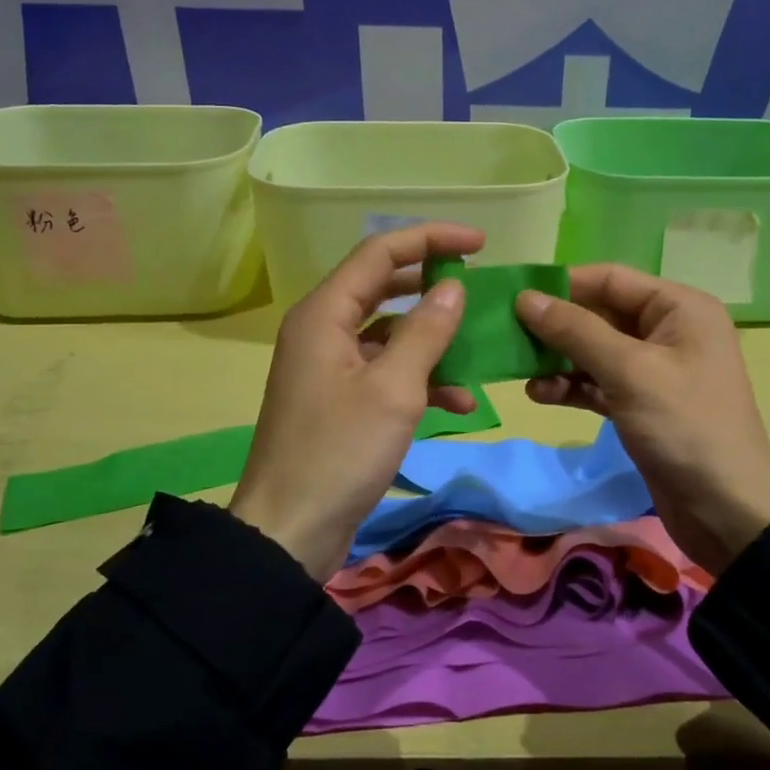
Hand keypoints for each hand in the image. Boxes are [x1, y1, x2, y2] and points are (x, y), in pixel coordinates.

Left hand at [230, 223, 483, 580]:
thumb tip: (452, 286)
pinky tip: (460, 401)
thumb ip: (426, 331)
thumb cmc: (340, 453)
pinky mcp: (340, 401)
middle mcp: (322, 331)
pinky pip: (385, 372)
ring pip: (389, 333)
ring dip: (432, 339)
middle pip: (383, 286)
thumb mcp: (394, 389)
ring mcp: (330, 367)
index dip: (430, 238)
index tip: (480, 244)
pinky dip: (420, 379)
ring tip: (477, 351)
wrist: (290, 531)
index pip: (380, 253)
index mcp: (324, 314)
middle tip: (478, 287)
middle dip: (432, 285)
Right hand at [515, 265, 769, 574]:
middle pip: (600, 314)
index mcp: (679, 308)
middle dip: (556, 326)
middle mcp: (668, 331)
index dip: (563, 284)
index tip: (514, 295)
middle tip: (507, 335)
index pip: (611, 279)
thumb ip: (576, 331)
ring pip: (595, 351)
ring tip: (519, 371)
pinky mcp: (641, 405)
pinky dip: (571, 386)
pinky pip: (598, 383)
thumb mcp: (629, 371)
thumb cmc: (684, 426)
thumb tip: (526, 298)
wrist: (726, 510)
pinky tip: (540, 394)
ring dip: (558, 359)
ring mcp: (654, 370)